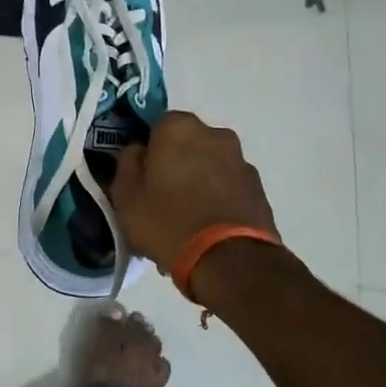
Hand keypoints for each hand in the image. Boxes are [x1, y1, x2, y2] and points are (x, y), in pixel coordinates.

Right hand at [111, 111, 278, 267]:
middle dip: (175, 163)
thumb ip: (127, 163)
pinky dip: (217, 199)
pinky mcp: (259, 190)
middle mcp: (215, 135)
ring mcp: (242, 162)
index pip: (156, 125)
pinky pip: (227, 188)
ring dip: (198, 181)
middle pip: (186, 144)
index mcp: (179, 128)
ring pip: (209, 166)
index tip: (140, 174)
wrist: (229, 261)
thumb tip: (138, 151)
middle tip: (160, 196)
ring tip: (185, 219)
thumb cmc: (167, 220)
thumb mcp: (126, 195)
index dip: (147, 149)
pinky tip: (206, 228)